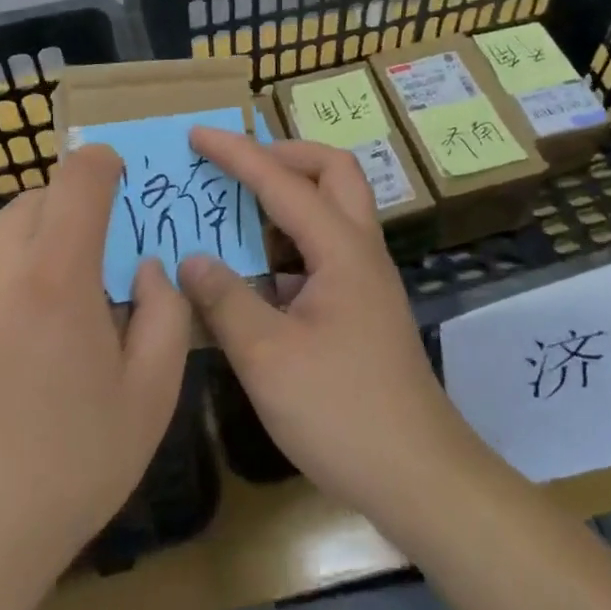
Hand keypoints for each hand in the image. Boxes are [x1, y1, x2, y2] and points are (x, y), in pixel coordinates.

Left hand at [0, 146, 191, 592]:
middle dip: (75, 208)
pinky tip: (13, 332)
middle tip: (98, 261)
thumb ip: (166, 311)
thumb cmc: (68, 466)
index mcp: (56, 273)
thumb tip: (145, 267)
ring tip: (54, 297)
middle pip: (40, 195)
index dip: (106, 164)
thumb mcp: (151, 394)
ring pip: (2, 226)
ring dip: (37, 236)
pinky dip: (2, 268)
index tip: (123, 186)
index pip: (79, 175)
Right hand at [179, 131, 487, 523]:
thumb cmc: (341, 412)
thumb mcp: (268, 358)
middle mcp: (359, 249)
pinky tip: (256, 270)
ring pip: (333, 206)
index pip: (282, 181)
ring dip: (289, 193)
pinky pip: (325, 246)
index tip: (197, 133)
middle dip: (284, 154)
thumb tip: (192, 259)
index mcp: (340, 249)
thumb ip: (226, 300)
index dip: (237, 153)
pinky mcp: (361, 305)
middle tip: (238, 165)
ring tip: (239, 207)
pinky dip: (290, 239)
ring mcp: (365, 277)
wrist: (418, 476)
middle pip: (333, 170)